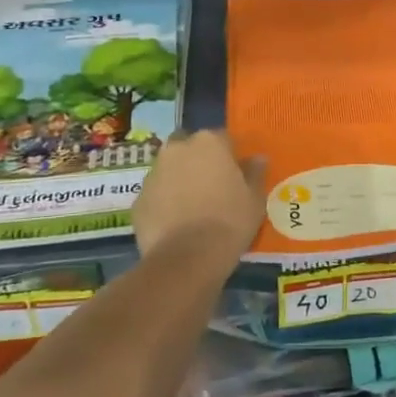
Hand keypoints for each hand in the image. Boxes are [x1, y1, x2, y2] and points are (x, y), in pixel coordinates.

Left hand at [132, 130, 265, 260]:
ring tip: (192, 207)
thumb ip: (255, 173)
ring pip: (168, 169)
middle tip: (211, 185)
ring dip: (178, 180)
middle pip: (188, 147)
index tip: (235, 174)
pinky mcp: (138, 200)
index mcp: (208, 142)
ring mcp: (153, 174)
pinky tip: (175, 223)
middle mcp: (177, 150)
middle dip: (197, 160)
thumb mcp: (254, 199)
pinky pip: (155, 195)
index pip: (222, 138)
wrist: (187, 258)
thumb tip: (257, 159)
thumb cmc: (229, 221)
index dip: (229, 155)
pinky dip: (164, 203)